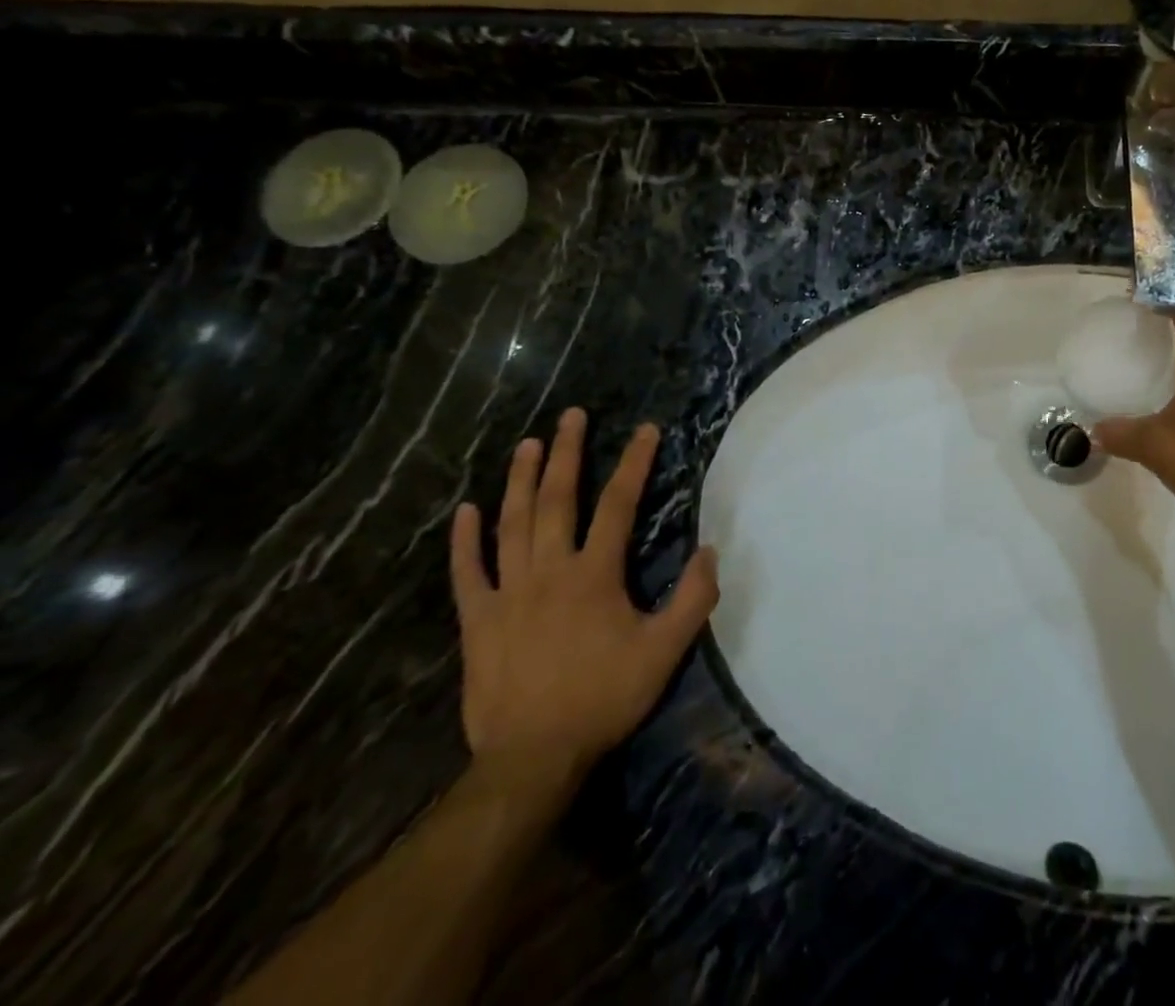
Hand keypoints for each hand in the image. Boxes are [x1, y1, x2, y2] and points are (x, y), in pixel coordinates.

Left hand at [451, 409, 719, 787]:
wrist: (532, 757)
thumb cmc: (603, 698)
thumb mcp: (665, 651)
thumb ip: (694, 598)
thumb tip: (709, 549)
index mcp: (594, 574)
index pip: (618, 504)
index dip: (634, 463)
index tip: (646, 430)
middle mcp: (548, 571)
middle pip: (556, 499)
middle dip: (567, 453)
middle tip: (570, 416)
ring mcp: (507, 593)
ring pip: (511, 524)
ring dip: (519, 480)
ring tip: (527, 444)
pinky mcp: (478, 621)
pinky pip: (468, 572)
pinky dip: (464, 541)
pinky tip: (465, 511)